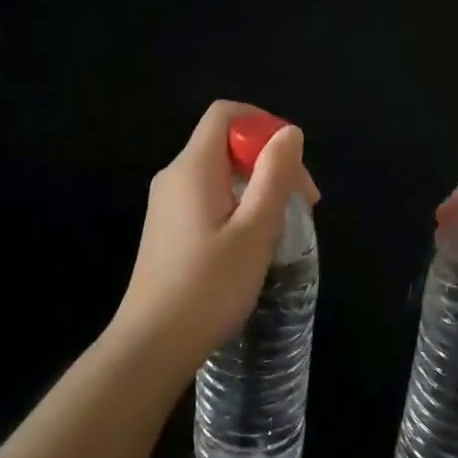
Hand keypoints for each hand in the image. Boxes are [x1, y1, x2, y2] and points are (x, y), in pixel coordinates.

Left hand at [111, 100, 319, 370]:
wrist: (153, 343)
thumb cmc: (209, 286)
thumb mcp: (255, 230)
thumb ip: (274, 176)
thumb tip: (289, 133)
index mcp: (193, 168)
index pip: (225, 114)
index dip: (264, 124)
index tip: (293, 162)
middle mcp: (174, 178)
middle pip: (225, 144)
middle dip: (269, 162)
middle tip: (303, 204)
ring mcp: (166, 205)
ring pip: (220, 175)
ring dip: (257, 188)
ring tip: (283, 227)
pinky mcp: (168, 231)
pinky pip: (209, 199)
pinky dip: (238, 207)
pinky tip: (254, 244)